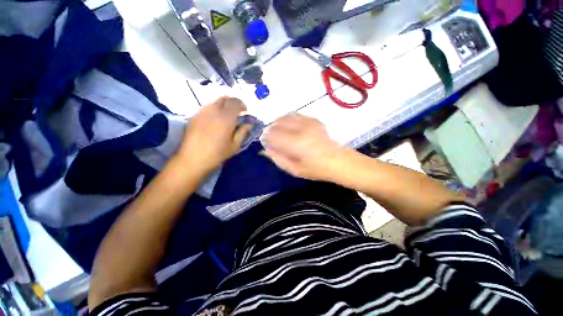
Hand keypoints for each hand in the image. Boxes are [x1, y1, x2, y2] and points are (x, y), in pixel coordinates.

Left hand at [176, 97, 250, 172]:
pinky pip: (207, 107)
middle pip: (225, 98)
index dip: (242, 105)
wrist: (193, 158)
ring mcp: (202, 112)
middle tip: (237, 111)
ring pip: (215, 101)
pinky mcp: (194, 116)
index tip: (245, 111)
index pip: (236, 102)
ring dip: (223, 105)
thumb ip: (243, 131)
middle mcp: (214, 110)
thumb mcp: (235, 145)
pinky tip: (215, 120)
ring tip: (226, 115)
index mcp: (226, 118)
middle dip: (233, 102)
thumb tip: (249, 123)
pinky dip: (214, 109)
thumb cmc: (217, 153)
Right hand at [264, 113, 345, 180]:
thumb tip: (266, 148)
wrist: (338, 161)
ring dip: (280, 124)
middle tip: (276, 140)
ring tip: (283, 134)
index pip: (272, 134)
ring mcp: (308, 122)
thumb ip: (278, 158)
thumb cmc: (316, 169)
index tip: (269, 145)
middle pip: (277, 123)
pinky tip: (293, 129)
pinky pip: (296, 115)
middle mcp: (301, 129)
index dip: (267, 139)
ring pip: (286, 116)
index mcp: (296, 143)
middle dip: (272, 131)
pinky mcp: (314, 120)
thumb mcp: (294, 170)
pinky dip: (289, 120)